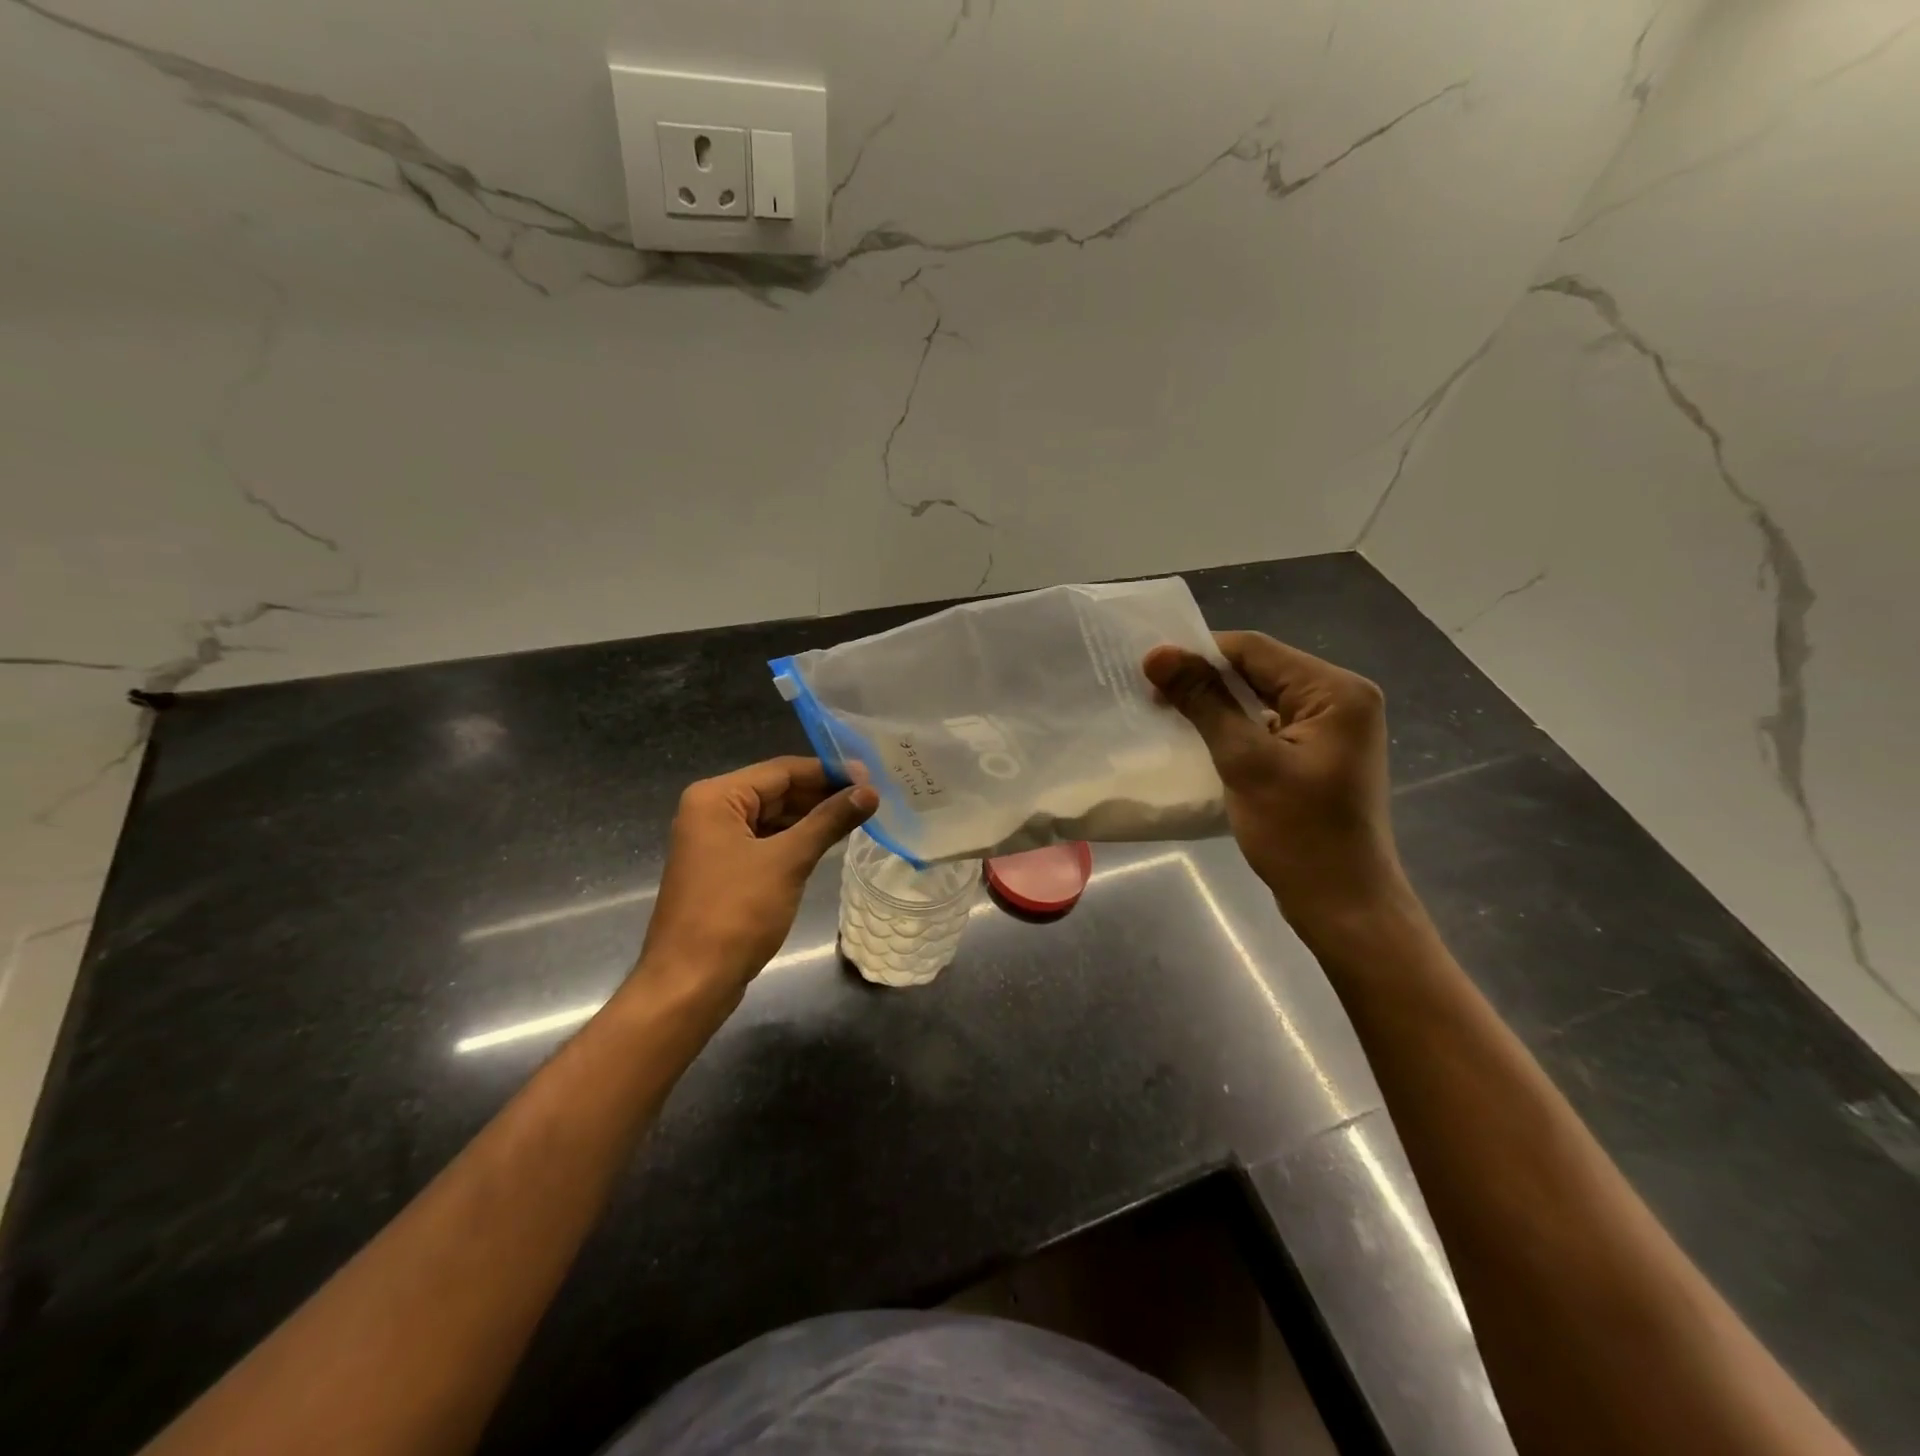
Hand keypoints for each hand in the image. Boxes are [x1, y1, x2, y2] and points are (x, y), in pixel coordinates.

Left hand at [635, 757, 877, 995]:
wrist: (690, 983)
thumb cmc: (735, 913)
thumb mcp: (788, 861)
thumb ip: (829, 821)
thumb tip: (870, 792)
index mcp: (715, 798)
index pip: (782, 771)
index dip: (828, 771)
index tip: (872, 775)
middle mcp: (711, 812)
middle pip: (777, 791)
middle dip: (822, 794)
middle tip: (872, 797)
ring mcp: (715, 842)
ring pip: (773, 817)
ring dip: (813, 817)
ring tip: (860, 815)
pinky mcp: (724, 869)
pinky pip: (766, 842)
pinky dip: (796, 840)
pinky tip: (829, 842)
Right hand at [1143, 633, 1409, 932]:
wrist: (1344, 905)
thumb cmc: (1298, 834)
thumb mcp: (1245, 762)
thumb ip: (1204, 702)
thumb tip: (1158, 655)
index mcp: (1336, 691)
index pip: (1256, 650)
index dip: (1199, 654)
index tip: (1148, 670)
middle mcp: (1341, 699)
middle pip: (1260, 670)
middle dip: (1205, 679)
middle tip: (1152, 692)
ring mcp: (1333, 728)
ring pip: (1261, 697)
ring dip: (1216, 703)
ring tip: (1167, 711)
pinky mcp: (1319, 753)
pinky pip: (1268, 724)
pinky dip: (1233, 727)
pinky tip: (1199, 737)